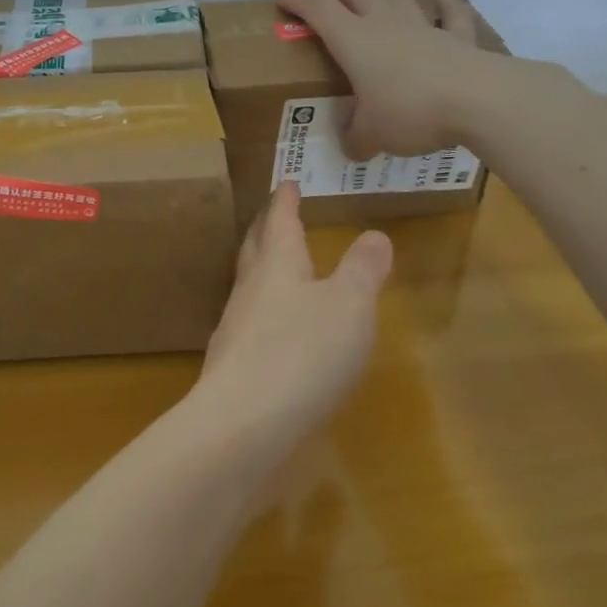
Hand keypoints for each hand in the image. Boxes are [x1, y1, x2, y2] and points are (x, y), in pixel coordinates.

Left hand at [193, 184, 391, 449]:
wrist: (242, 424)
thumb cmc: (303, 353)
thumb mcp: (350, 306)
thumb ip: (363, 270)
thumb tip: (374, 234)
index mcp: (278, 265)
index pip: (280, 221)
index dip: (285, 201)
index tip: (286, 182)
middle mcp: (251, 288)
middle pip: (255, 248)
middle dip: (265, 228)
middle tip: (270, 214)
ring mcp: (235, 327)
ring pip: (248, 284)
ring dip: (260, 268)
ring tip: (274, 267)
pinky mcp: (232, 364)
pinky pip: (249, 322)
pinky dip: (263, 311)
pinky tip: (273, 331)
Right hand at [278, 0, 494, 157]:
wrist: (478, 100)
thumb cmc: (410, 111)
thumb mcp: (372, 135)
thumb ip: (357, 139)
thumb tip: (352, 148)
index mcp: (354, 41)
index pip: (318, 9)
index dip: (298, 0)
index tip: (283, 0)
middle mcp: (385, 24)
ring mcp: (424, 26)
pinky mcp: (458, 38)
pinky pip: (451, 13)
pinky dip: (445, 4)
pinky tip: (443, 0)